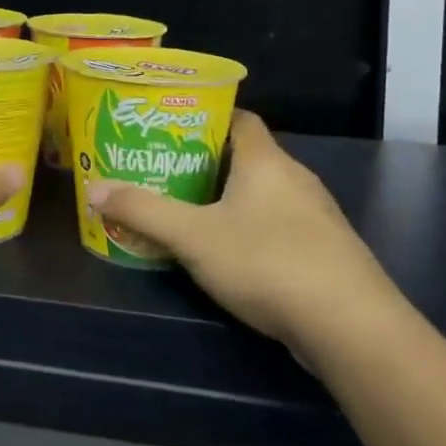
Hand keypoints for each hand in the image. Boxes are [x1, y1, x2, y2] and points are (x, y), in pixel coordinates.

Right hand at [87, 112, 401, 350]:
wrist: (352, 328)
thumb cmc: (267, 261)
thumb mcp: (192, 236)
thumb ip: (142, 211)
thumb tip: (93, 189)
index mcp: (266, 159)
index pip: (239, 118)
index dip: (206, 117)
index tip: (172, 128)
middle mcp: (295, 178)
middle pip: (248, 156)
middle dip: (209, 162)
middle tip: (168, 171)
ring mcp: (317, 217)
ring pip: (265, 194)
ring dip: (232, 200)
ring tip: (191, 212)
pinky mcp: (326, 253)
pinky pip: (281, 226)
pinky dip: (254, 230)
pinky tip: (232, 255)